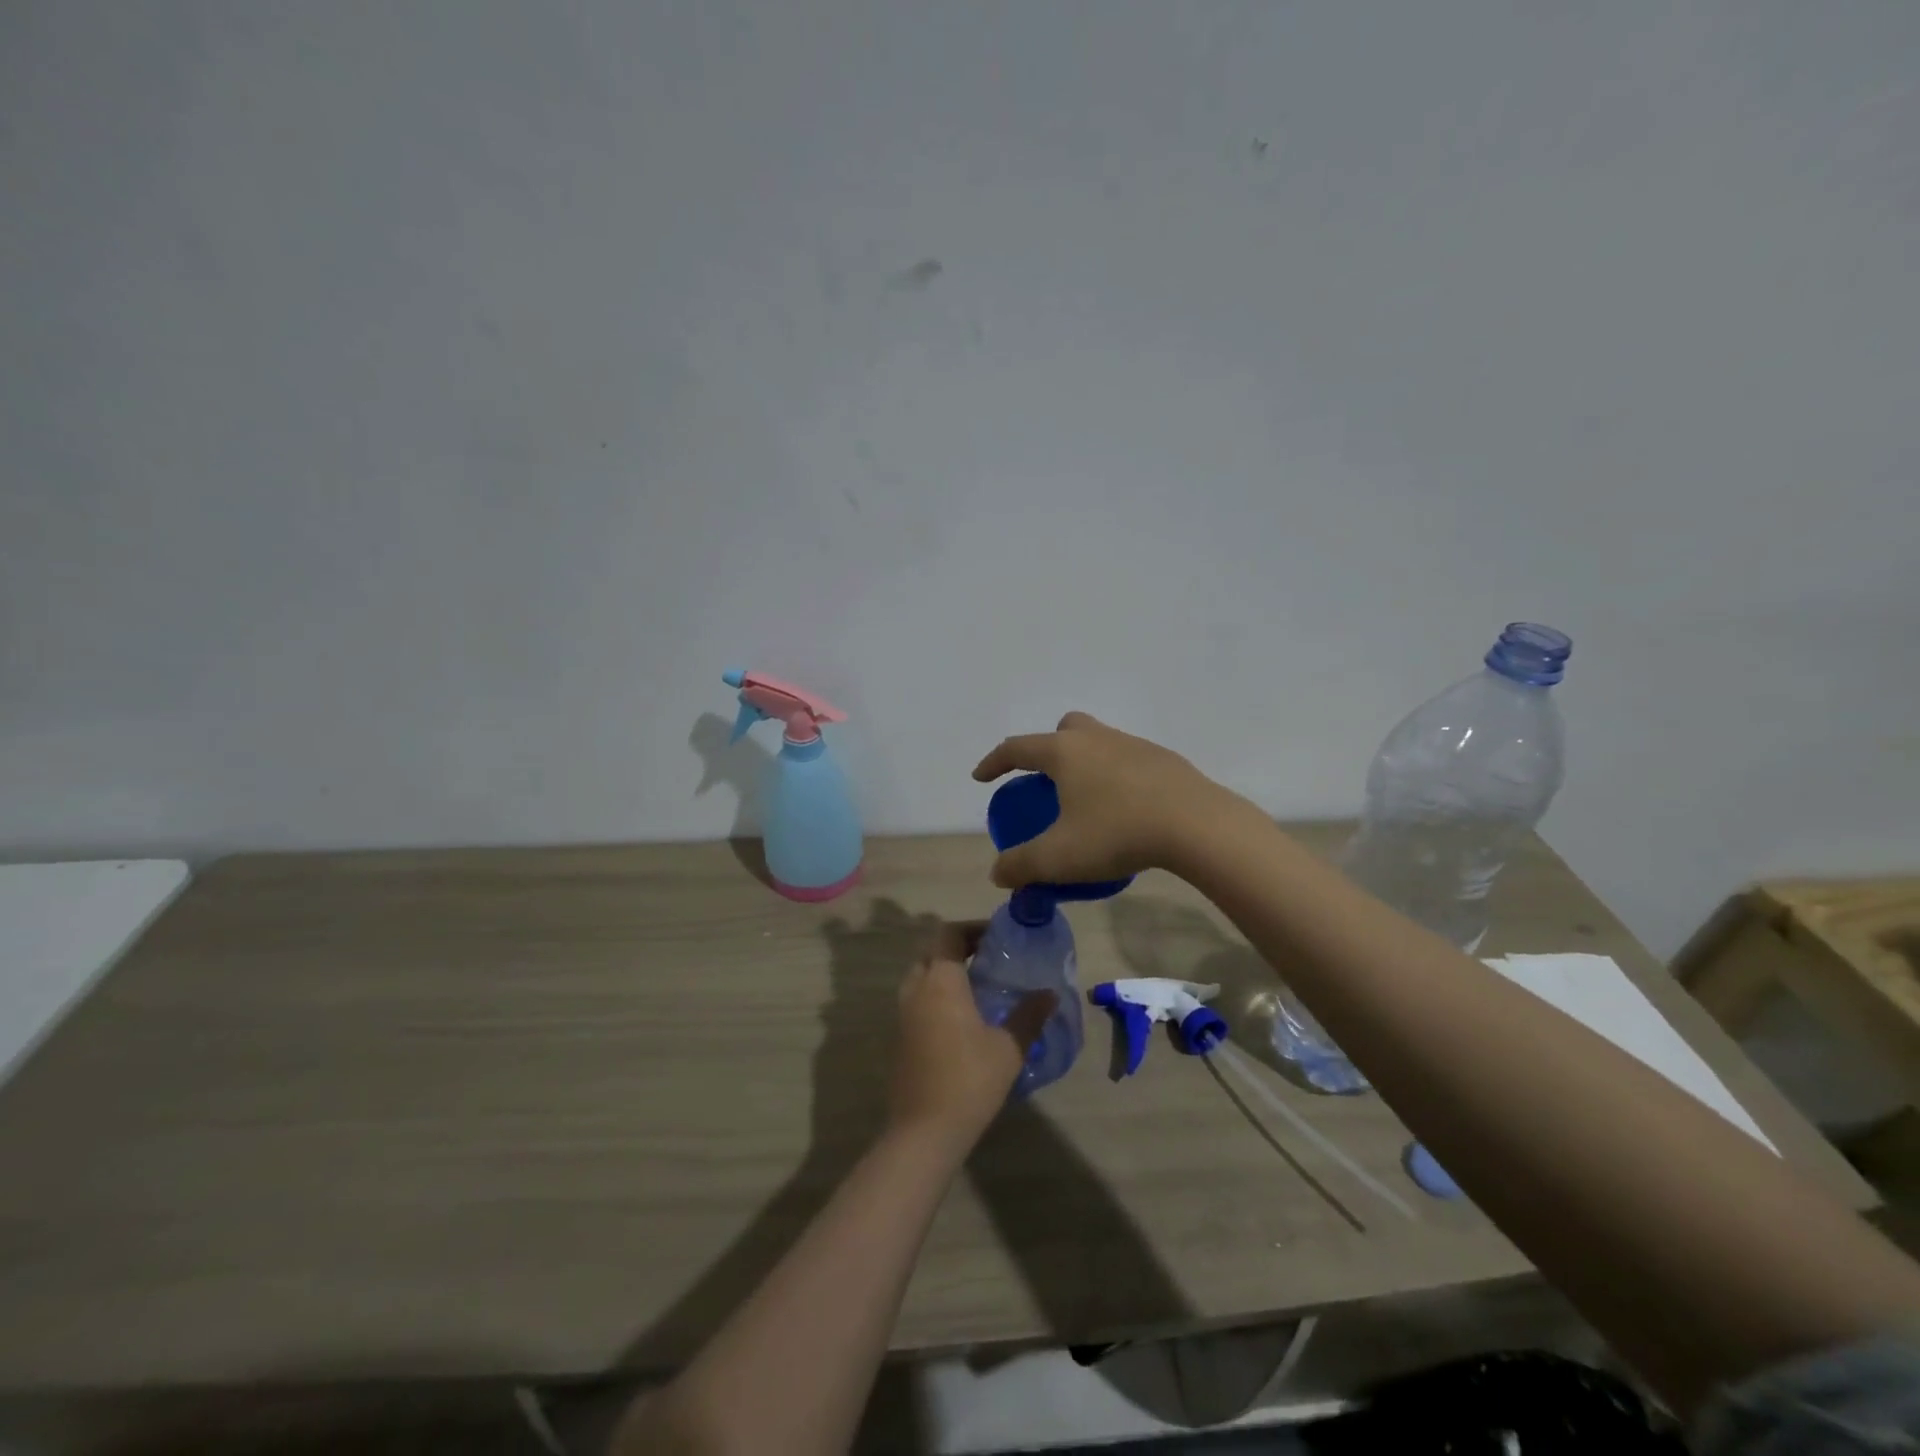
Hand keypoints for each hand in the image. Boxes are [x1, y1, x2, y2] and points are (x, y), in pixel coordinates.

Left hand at [889, 923, 1056, 1152]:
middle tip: (990, 958)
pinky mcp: (899, 1036)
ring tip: (978, 985)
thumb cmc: (969, 1081)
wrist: (924, 1132)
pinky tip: (961, 1016)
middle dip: (959, 947)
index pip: (950, 934)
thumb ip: (1029, 1015)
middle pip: (933, 951)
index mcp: (941, 982)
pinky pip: (917, 998)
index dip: (973, 928)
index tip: (999, 937)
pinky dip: (936, 993)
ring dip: (945, 970)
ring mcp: (903, 1013)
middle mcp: (916, 989)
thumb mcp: (1009, 1048)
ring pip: (921, 974)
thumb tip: (1050, 993)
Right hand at [972, 711, 1245, 887]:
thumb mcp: (1059, 857)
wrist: (1196, 825)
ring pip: (1099, 742)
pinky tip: (1125, 810)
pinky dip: (1116, 778)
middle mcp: (1097, 739)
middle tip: (1046, 782)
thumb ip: (1022, 865)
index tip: (981, 778)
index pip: (1017, 748)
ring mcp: (1134, 745)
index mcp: (1065, 752)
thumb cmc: (1117, 833)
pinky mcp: (1164, 760)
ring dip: (1085, 763)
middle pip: (1063, 729)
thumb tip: (998, 874)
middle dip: (1047, 750)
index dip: (994, 762)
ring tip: (1086, 802)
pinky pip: (1128, 761)